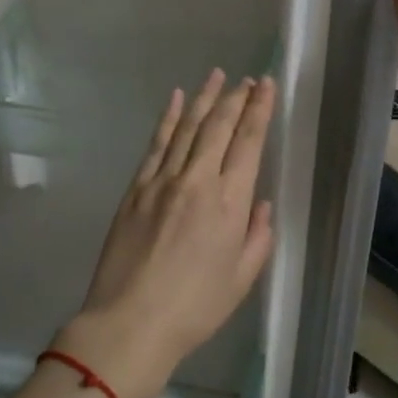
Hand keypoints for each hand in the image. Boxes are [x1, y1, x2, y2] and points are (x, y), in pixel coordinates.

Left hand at [54, 70, 276, 397]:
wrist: (131, 322)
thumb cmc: (195, 308)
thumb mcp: (241, 279)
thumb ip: (257, 237)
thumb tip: (260, 204)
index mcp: (229, 203)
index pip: (248, 143)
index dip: (259, 110)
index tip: (266, 86)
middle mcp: (197, 181)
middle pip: (218, 126)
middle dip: (236, 98)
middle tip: (248, 79)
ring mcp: (162, 181)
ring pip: (186, 128)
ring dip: (203, 98)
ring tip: (217, 75)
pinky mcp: (136, 188)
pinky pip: (155, 144)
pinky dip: (167, 118)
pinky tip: (175, 99)